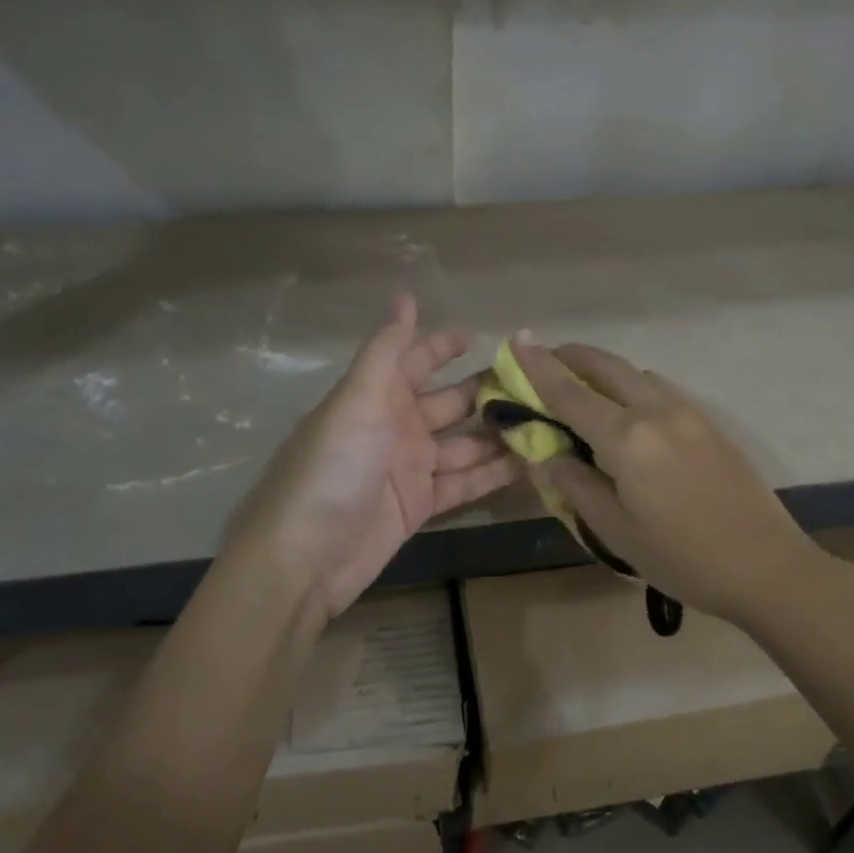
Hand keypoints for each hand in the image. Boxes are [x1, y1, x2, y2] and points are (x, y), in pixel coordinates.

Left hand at [225, 294, 520, 619]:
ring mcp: (410, 467)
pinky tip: (531, 464)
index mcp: (377, 396)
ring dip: (500, 434)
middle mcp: (396, 426)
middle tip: (538, 385)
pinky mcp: (421, 505)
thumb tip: (406, 296)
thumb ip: (386, 351)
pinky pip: (465, 482)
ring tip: (547, 424)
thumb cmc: (332, 467)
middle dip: (488, 392)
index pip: (417, 360)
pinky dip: (494, 474)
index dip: (445, 345)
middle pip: (451, 401)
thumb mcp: (357, 400)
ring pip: (465, 443)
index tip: (487, 336)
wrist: (305, 556)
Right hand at [511, 339, 824, 628]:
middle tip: (543, 358)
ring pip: (635, 373)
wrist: (767, 566)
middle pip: (606, 366)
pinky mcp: (708, 422)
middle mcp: (656, 410)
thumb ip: (576, 485)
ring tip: (580, 386)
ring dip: (602, 369)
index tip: (516, 339)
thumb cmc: (683, 558)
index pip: (570, 392)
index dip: (538, 366)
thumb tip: (550, 454)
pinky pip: (658, 388)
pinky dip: (630, 384)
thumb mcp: (616, 531)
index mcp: (627, 438)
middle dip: (570, 356)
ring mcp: (688, 412)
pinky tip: (625, 409)